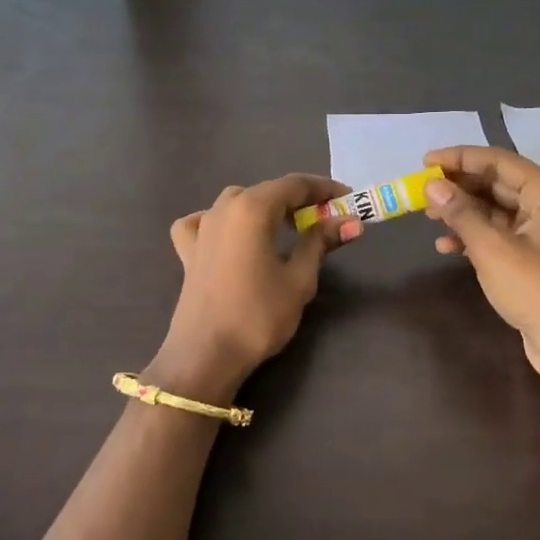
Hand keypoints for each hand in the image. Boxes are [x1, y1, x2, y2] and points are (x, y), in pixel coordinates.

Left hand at [145, 174, 361, 402]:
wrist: (205, 355)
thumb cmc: (258, 315)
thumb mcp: (299, 279)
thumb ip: (320, 243)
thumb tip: (351, 221)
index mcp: (252, 208)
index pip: (294, 184)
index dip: (324, 189)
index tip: (348, 199)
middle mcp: (224, 208)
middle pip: (267, 191)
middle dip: (298, 200)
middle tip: (326, 218)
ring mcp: (201, 228)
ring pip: (237, 202)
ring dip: (264, 208)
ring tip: (286, 228)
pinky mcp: (188, 251)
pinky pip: (204, 222)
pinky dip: (220, 221)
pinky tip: (229, 235)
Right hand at [423, 146, 539, 376]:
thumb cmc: (533, 287)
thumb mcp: (491, 247)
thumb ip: (460, 212)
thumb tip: (431, 186)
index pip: (498, 162)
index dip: (460, 158)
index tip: (426, 162)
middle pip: (496, 183)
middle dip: (458, 186)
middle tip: (423, 189)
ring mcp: (539, 232)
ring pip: (493, 209)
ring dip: (461, 211)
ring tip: (428, 217)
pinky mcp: (530, 256)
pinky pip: (496, 233)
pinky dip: (471, 236)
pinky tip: (445, 246)